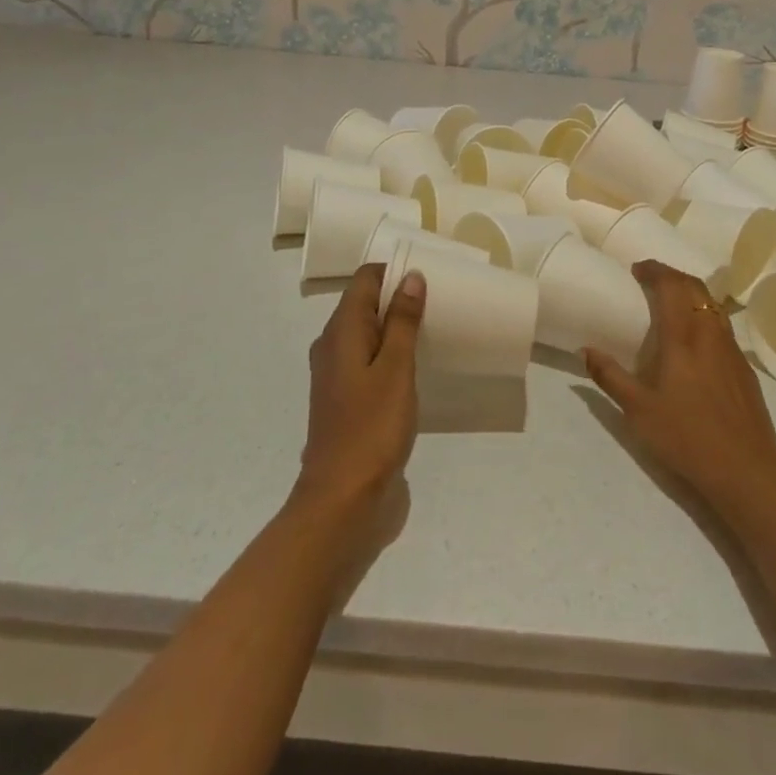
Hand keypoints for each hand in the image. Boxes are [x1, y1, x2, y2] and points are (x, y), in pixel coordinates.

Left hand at [294, 263, 425, 519]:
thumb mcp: (395, 368)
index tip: (430, 275)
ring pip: (369, 336)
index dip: (394, 271)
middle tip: (441, 300)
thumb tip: (409, 276)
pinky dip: (393, 357)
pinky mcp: (350, 404)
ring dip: (398, 329)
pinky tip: (420, 369)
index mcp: (340, 333)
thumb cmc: (371, 428)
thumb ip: (402, 321)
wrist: (344, 503)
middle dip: (399, 298)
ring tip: (437, 330)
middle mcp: (333, 348)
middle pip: (365, 306)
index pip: (363, 281)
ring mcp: (339, 378)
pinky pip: (371, 365)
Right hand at [584, 261, 775, 525]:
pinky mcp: (744, 367)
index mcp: (683, 337)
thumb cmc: (686, 437)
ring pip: (712, 304)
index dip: (654, 270)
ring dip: (691, 293)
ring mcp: (732, 349)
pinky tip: (696, 337)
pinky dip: (705, 314)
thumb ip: (610, 377)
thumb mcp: (638, 411)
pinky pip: (722, 325)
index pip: (671, 285)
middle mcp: (710, 333)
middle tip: (651, 279)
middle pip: (695, 287)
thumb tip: (585, 350)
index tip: (637, 269)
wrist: (746, 470)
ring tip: (671, 302)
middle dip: (672, 275)